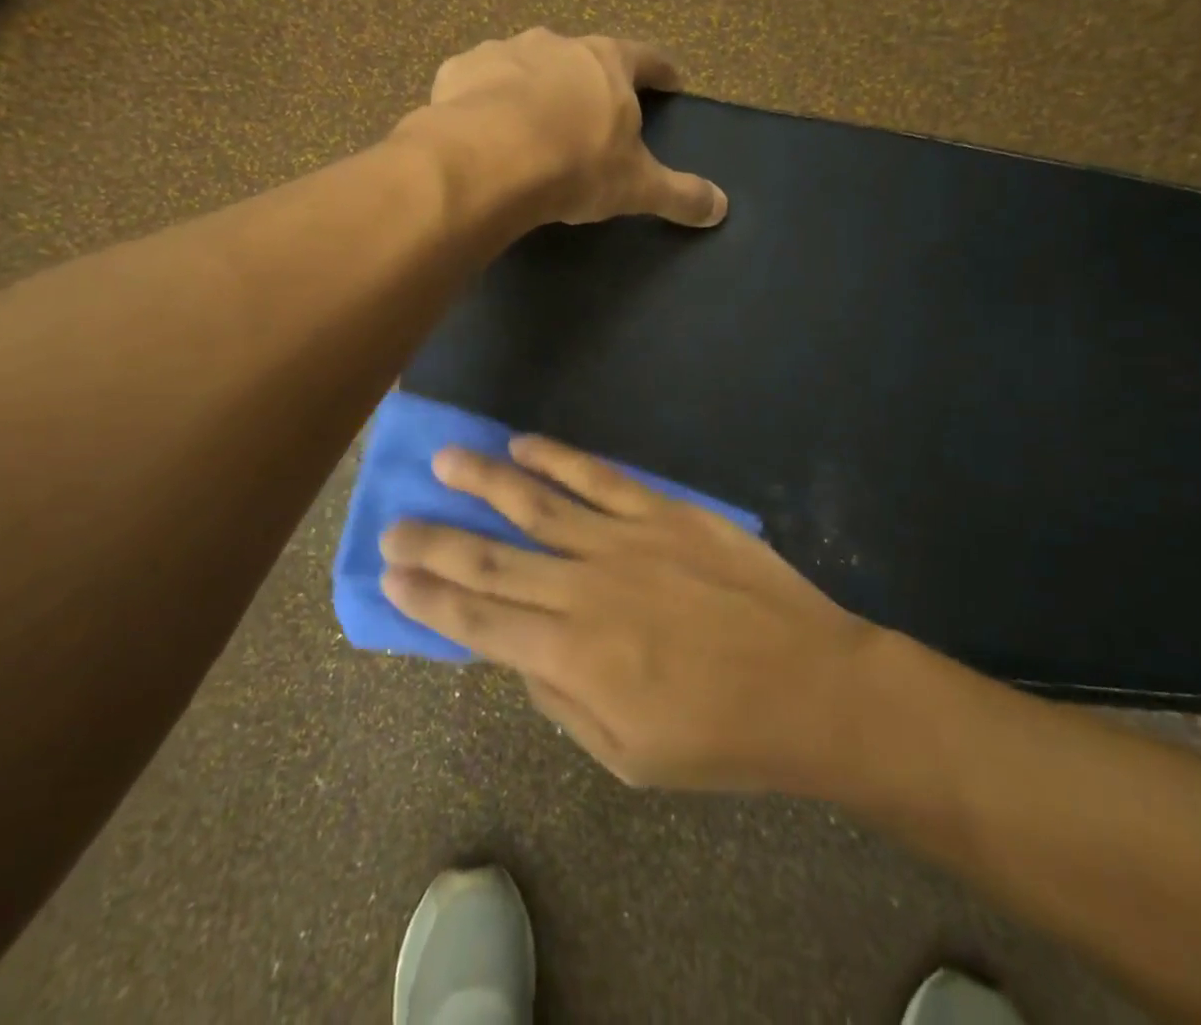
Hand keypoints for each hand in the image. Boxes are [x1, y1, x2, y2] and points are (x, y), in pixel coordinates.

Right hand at [379, 436, 878, 792]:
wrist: (811, 684)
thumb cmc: (720, 736)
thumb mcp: (627, 757)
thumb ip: (561, 699)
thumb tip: (516, 651)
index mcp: (572, 656)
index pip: (478, 619)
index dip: (428, 597)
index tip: (389, 576)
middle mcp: (584, 590)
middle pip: (491, 559)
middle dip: (434, 542)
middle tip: (394, 525)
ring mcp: (624, 542)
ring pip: (535, 503)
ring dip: (483, 481)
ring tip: (443, 461)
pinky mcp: (663, 511)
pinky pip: (597, 478)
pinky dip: (556, 458)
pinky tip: (523, 444)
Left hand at [402, 28, 727, 228]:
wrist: (489, 159)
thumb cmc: (576, 165)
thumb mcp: (636, 186)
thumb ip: (679, 194)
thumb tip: (721, 207)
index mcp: (607, 63)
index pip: (646, 58)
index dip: (661, 70)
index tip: (671, 79)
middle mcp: (557, 45)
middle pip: (583, 57)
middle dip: (591, 80)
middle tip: (594, 108)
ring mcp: (504, 52)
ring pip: (527, 65)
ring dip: (534, 86)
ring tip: (532, 121)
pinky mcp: (459, 70)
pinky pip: (479, 82)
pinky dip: (485, 99)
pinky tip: (482, 126)